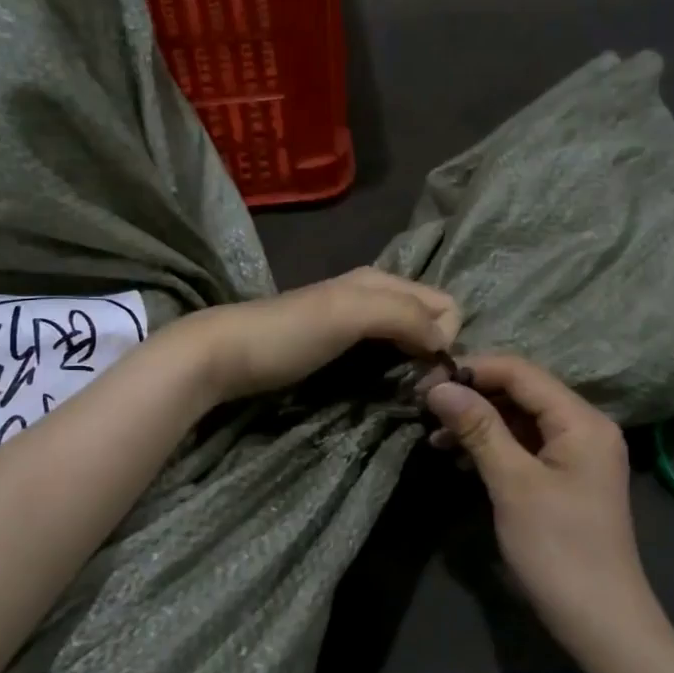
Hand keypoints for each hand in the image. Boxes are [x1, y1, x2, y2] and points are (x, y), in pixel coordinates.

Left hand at [173, 268, 460, 404]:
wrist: (225, 354)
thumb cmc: (289, 333)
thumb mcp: (350, 313)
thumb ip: (403, 316)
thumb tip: (444, 342)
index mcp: (382, 281)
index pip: (446, 304)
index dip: (448, 337)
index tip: (430, 374)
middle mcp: (374, 296)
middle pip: (430, 320)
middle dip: (437, 349)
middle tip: (420, 388)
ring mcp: (355, 322)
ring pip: (409, 338)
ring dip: (417, 362)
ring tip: (406, 391)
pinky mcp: (338, 348)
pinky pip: (385, 353)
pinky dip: (395, 368)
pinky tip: (384, 386)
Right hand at [424, 354, 663, 653]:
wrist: (601, 622)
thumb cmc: (558, 549)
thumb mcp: (513, 484)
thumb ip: (479, 429)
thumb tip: (439, 386)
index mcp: (581, 420)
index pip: (520, 372)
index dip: (472, 370)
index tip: (425, 382)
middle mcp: (582, 426)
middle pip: (520, 391)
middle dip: (472, 395)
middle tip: (423, 406)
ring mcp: (574, 453)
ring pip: (518, 419)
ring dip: (477, 422)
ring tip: (433, 435)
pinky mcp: (562, 477)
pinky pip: (522, 445)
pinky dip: (490, 445)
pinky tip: (457, 456)